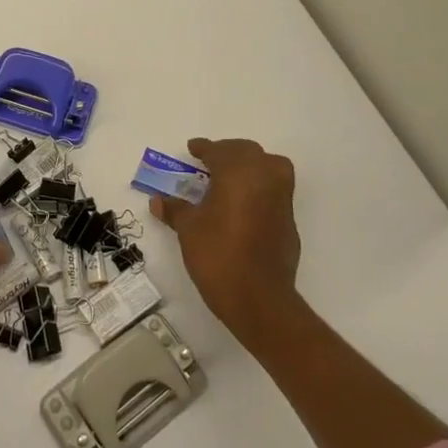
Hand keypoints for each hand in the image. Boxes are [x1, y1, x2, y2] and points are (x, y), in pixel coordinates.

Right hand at [150, 137, 300, 343]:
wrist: (259, 298)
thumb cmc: (218, 255)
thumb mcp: (189, 230)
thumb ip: (175, 210)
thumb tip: (157, 201)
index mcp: (237, 172)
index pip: (219, 150)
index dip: (204, 148)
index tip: (193, 149)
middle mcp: (264, 177)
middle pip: (247, 152)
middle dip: (228, 153)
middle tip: (209, 163)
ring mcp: (281, 198)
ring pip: (269, 166)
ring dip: (250, 166)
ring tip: (230, 179)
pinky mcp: (289, 220)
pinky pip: (275, 191)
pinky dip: (260, 188)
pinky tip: (244, 205)